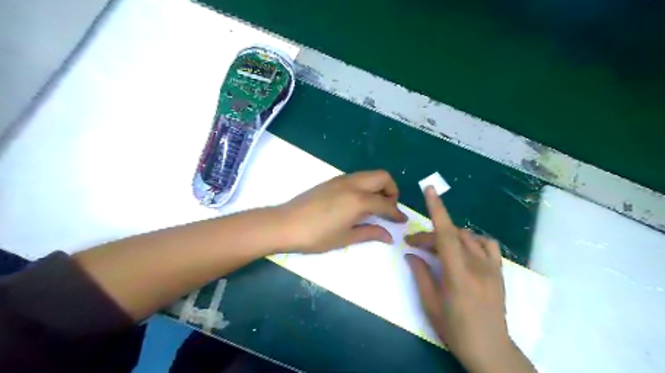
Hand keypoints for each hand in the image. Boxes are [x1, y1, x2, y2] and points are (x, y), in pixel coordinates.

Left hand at [274, 171, 404, 252]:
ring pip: (369, 174)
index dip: (396, 213)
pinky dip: (365, 185)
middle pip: (382, 177)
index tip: (402, 220)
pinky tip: (358, 202)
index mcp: (359, 200)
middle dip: (391, 190)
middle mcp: (353, 184)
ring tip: (375, 206)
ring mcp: (341, 180)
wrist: (285, 224)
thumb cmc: (316, 236)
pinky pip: (357, 177)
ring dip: (378, 186)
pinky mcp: (332, 180)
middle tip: (388, 208)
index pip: (386, 203)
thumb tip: (389, 236)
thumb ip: (370, 232)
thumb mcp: (345, 237)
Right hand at [403, 187, 536, 371]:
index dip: (437, 209)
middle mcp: (477, 266)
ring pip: (467, 237)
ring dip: (448, 237)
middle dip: (429, 235)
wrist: (491, 349)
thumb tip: (410, 254)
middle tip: (413, 246)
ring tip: (437, 249)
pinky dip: (472, 240)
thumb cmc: (456, 330)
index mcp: (458, 275)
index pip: (446, 235)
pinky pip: (487, 245)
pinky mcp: (499, 271)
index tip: (430, 190)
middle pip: (451, 235)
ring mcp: (491, 267)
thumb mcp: (431, 305)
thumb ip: (421, 275)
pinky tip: (464, 250)